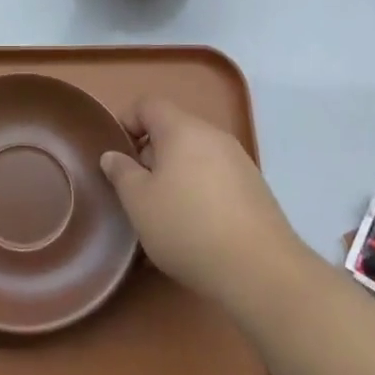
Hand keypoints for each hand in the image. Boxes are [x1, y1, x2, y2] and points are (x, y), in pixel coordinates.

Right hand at [100, 98, 307, 312]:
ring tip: (165, 215)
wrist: (260, 270)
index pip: (148, 105)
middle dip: (150, 155)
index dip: (127, 122)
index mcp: (182, 129)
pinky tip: (195, 230)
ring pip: (195, 156)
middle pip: (173, 130)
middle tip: (138, 191)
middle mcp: (213, 135)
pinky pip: (215, 178)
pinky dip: (199, 192)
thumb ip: (121, 172)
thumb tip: (113, 156)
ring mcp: (239, 161)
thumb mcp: (139, 202)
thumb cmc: (187, 227)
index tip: (118, 157)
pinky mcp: (255, 188)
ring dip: (175, 176)